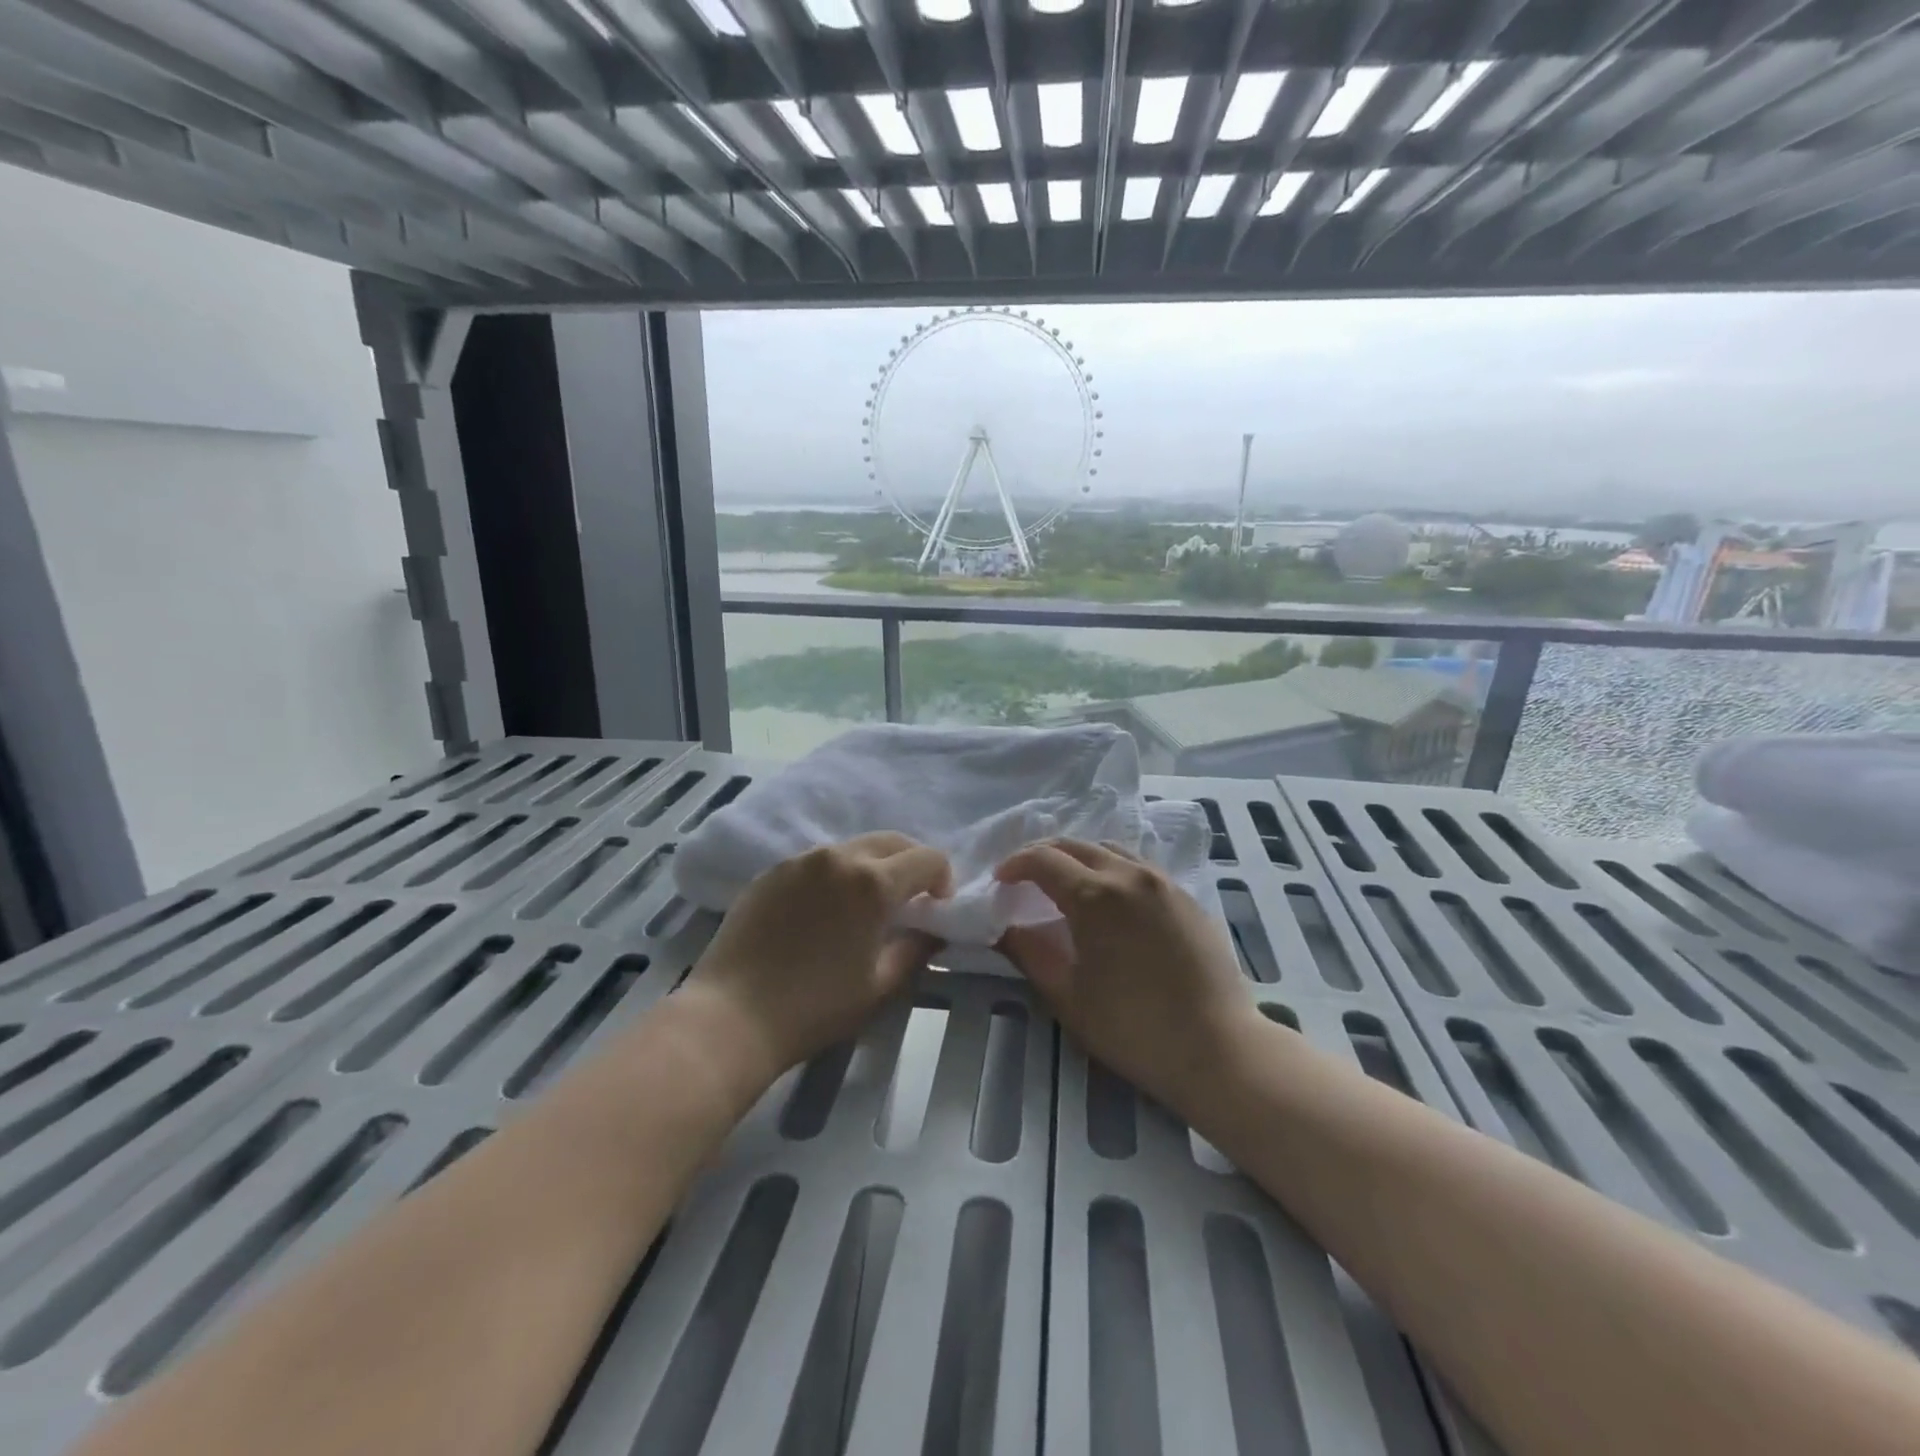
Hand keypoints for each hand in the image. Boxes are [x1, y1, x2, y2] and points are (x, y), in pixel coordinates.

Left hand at [684, 833, 951, 1083]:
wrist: (731, 1016)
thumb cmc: (815, 1007)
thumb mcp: (880, 986)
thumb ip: (916, 950)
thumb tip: (931, 931)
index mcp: (873, 882)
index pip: (927, 858)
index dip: (943, 879)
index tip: (936, 908)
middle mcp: (838, 857)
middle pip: (892, 841)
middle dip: (911, 863)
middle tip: (910, 900)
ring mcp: (800, 861)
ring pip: (852, 848)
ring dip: (872, 867)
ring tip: (864, 905)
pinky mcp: (771, 872)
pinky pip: (817, 862)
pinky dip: (835, 875)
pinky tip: (823, 911)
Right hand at [996, 839, 1259, 1117]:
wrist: (1219, 1049)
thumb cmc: (1133, 1028)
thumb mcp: (1068, 996)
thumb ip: (1029, 953)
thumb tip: (1004, 928)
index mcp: (1095, 895)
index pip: (1043, 860)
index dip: (1015, 864)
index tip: (1000, 881)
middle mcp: (1129, 875)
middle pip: (1076, 846)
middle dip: (1043, 855)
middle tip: (1024, 877)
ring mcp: (1163, 883)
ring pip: (1110, 850)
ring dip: (1079, 858)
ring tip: (1064, 883)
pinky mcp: (1187, 897)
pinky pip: (1139, 867)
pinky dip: (1111, 869)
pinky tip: (1109, 900)